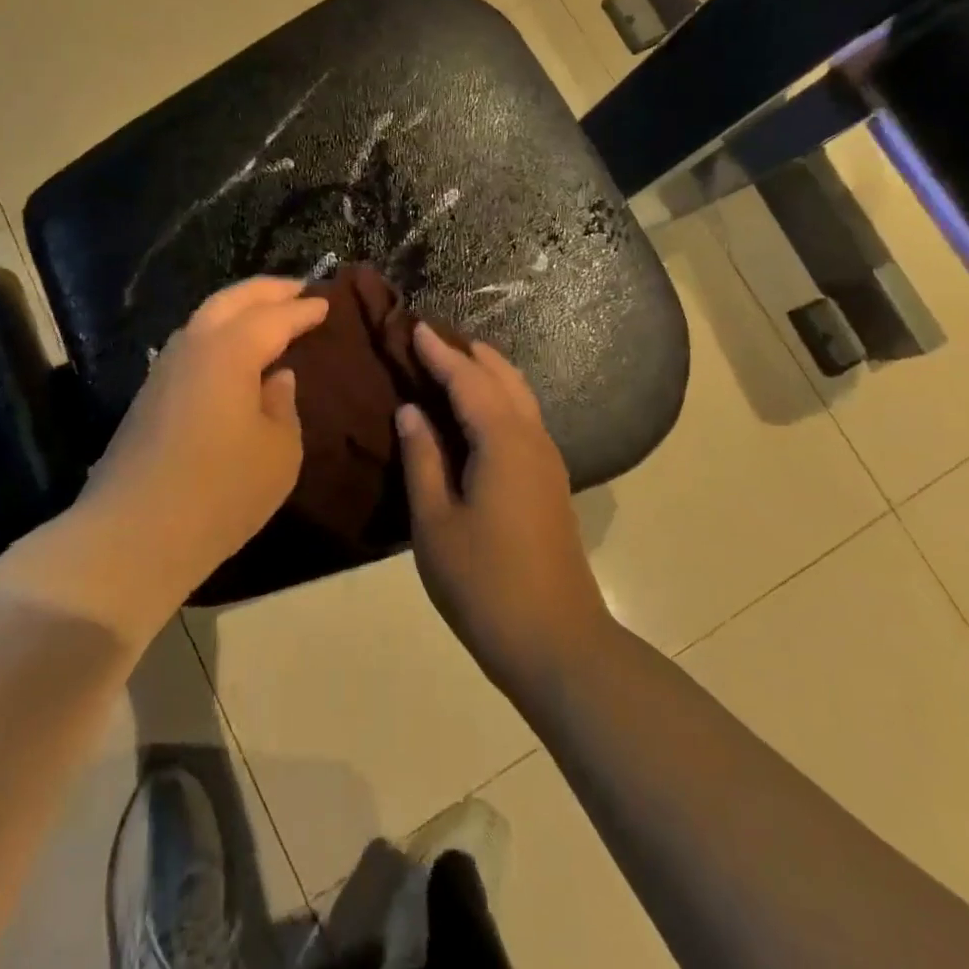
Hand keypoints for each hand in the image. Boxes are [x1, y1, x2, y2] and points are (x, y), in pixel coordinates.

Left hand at [81, 277, 328, 603]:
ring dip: (239, 308)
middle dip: (267, 290)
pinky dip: (219, 333)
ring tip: (267, 313)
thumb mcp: (279, 452)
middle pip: (232, 300)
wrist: (134, 534)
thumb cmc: (221, 491)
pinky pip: (193, 344)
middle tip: (298, 288)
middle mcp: (193, 346)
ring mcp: (165, 369)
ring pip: (205, 318)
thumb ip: (283, 405)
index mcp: (229, 351)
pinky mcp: (150, 395)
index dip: (304, 309)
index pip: (274, 317)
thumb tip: (276, 377)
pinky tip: (233, 352)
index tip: (326, 301)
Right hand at [397, 325, 614, 700]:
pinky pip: (524, 418)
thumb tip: (411, 410)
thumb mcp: (436, 523)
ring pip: (519, 396)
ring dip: (488, 372)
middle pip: (502, 377)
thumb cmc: (484, 583)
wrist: (557, 641)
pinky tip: (479, 412)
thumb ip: (422, 459)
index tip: (415, 327)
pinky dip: (499, 398)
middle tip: (432, 339)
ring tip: (454, 363)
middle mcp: (532, 439)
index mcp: (502, 441)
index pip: (468, 379)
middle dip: (469, 353)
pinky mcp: (550, 481)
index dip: (439, 353)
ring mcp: (548, 460)